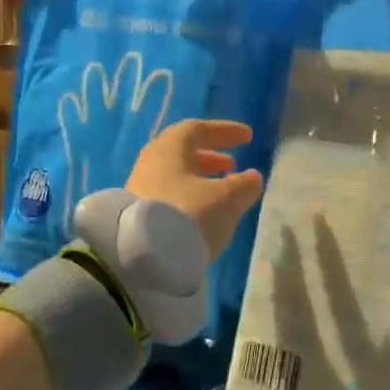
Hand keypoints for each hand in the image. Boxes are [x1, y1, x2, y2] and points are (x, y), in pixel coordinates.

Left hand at [126, 119, 265, 262]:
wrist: (140, 260)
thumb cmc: (187, 216)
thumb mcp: (226, 200)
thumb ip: (243, 185)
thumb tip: (252, 177)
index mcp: (170, 148)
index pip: (198, 129)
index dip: (225, 131)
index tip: (248, 137)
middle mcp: (151, 162)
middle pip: (183, 151)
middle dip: (212, 156)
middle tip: (234, 164)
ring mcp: (140, 188)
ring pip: (176, 175)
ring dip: (202, 178)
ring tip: (224, 190)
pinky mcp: (137, 214)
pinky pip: (169, 194)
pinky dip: (190, 196)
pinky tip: (204, 212)